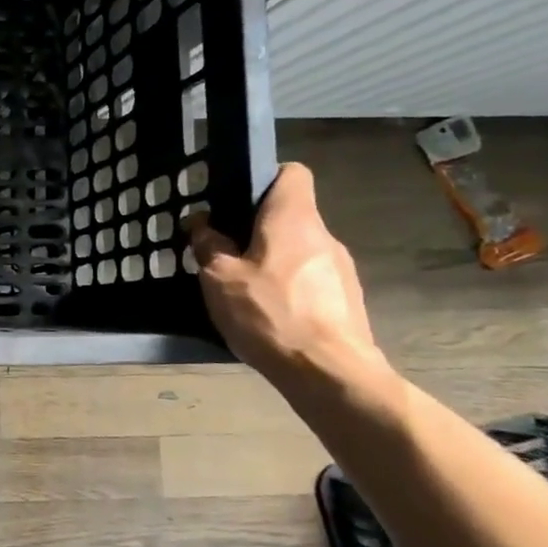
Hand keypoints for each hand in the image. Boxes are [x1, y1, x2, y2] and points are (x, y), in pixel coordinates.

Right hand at [187, 163, 384, 387]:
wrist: (328, 372)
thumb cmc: (270, 314)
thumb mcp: (219, 278)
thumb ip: (209, 245)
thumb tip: (202, 224)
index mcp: (294, 219)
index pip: (292, 174)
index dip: (263, 179)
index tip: (234, 201)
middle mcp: (324, 236)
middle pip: (290, 216)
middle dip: (256, 229)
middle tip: (223, 252)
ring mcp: (340, 269)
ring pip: (299, 250)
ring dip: (272, 261)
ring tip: (243, 289)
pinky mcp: (345, 299)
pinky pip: (309, 280)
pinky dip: (288, 288)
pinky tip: (268, 314)